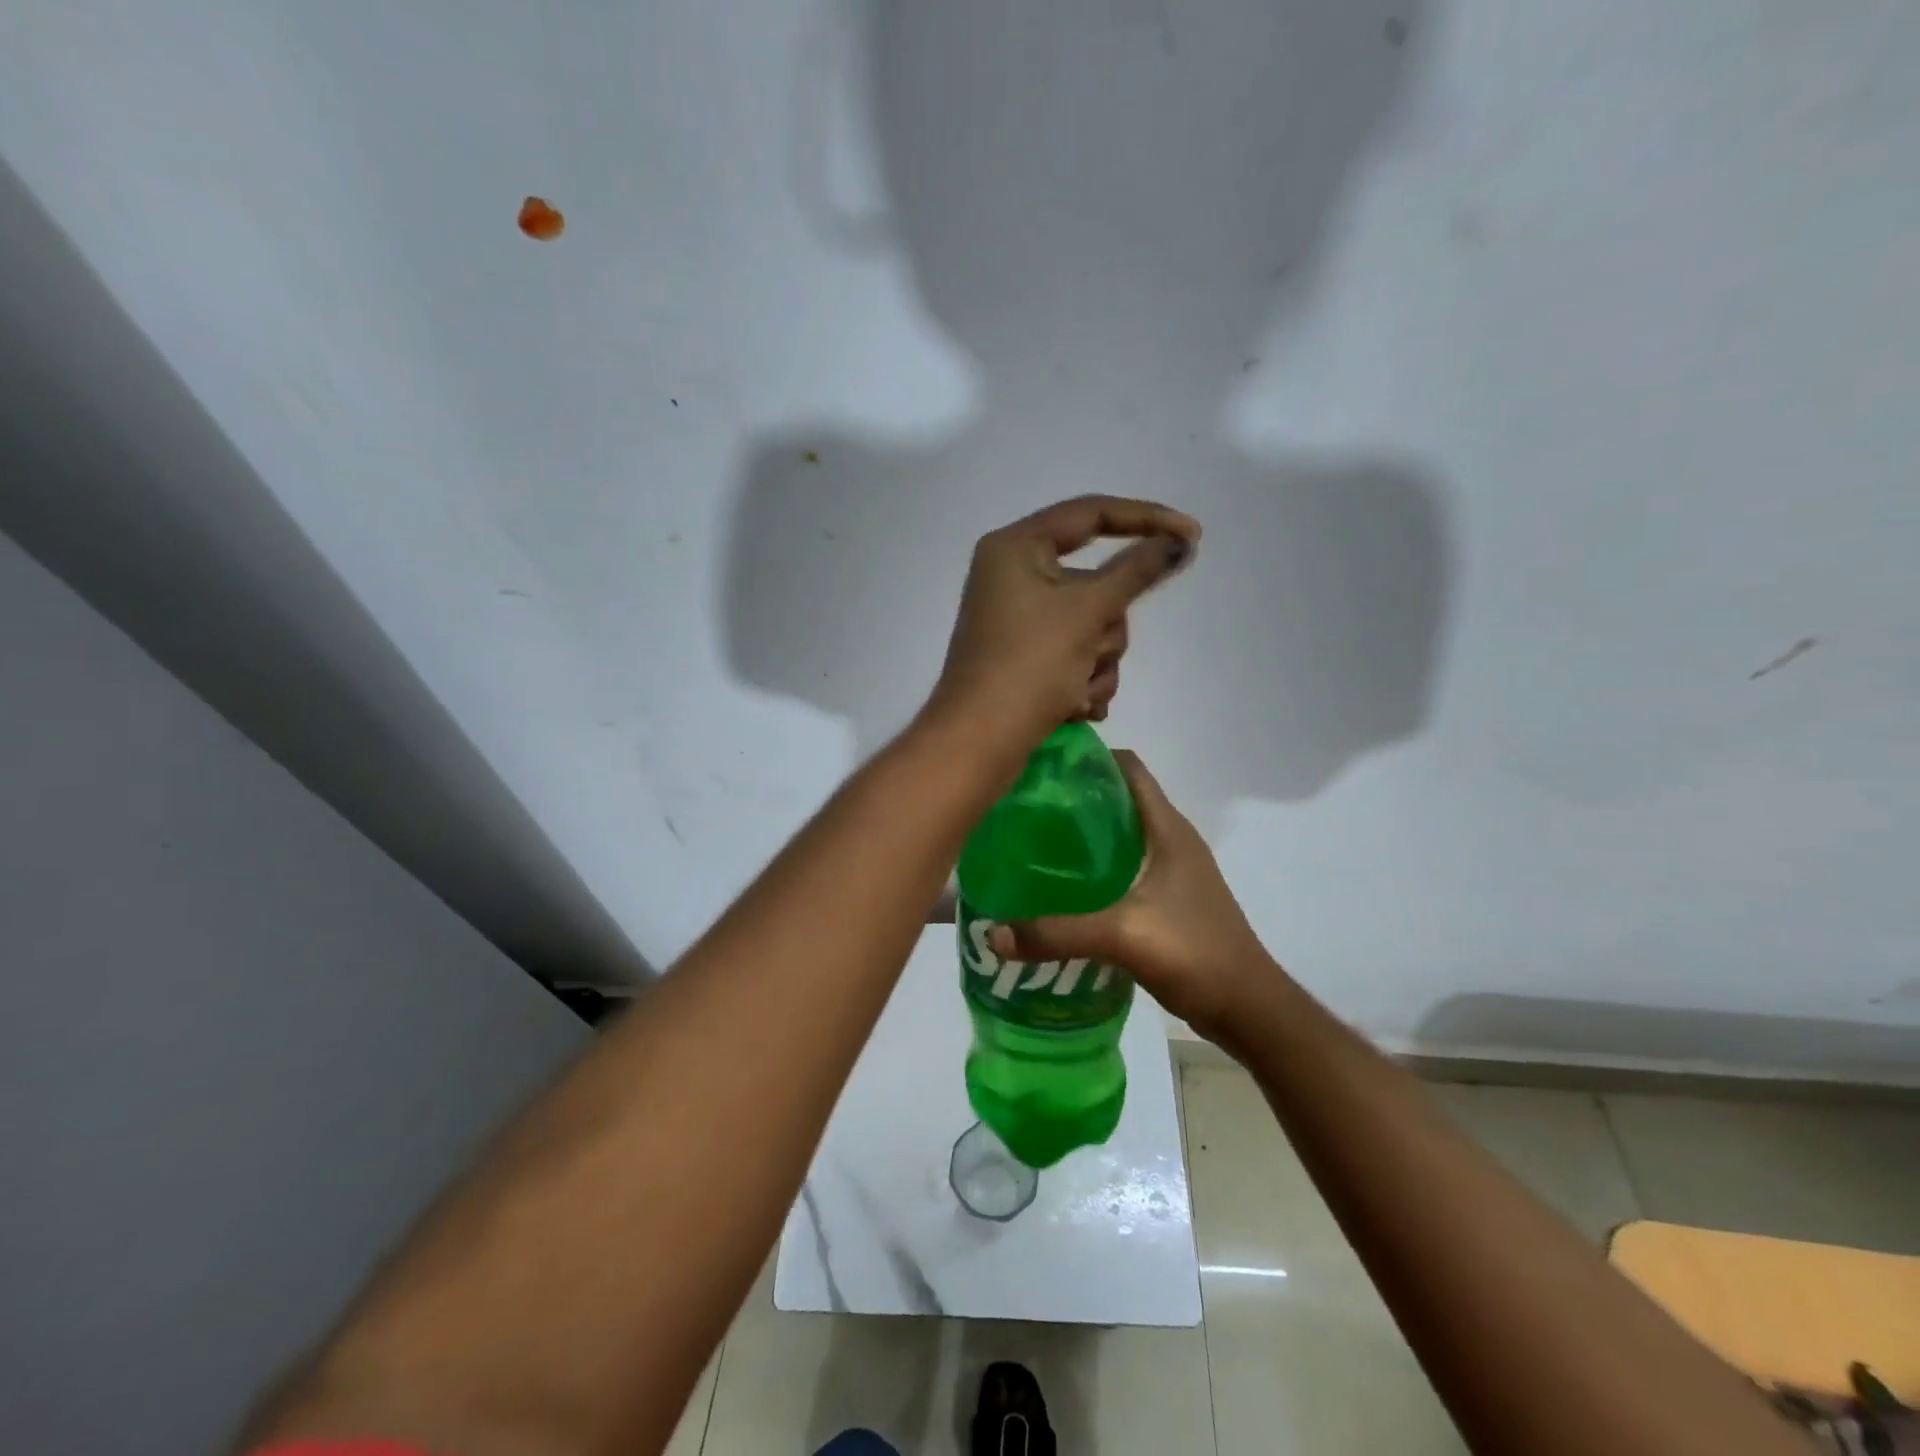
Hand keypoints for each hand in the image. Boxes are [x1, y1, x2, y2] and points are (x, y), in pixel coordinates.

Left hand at [927, 496, 1198, 750]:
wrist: (979, 741)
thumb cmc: (1029, 665)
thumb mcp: (1087, 612)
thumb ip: (1137, 572)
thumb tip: (1178, 542)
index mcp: (1016, 547)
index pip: (1092, 514)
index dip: (1146, 519)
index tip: (1192, 536)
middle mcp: (1014, 575)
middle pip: (1097, 583)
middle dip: (1105, 628)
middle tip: (1088, 653)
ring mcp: (1018, 619)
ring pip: (1092, 626)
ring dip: (1096, 663)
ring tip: (1075, 691)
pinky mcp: (1025, 656)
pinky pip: (1074, 654)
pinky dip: (1082, 681)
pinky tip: (1072, 707)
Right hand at [987, 751, 1269, 1044]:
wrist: (1249, 1009)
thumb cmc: (1195, 952)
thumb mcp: (1122, 936)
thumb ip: (1057, 932)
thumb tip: (993, 933)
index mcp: (1167, 829)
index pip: (1128, 769)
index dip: (1089, 758)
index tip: (1042, 763)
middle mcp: (1172, 841)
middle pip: (1119, 800)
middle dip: (1075, 798)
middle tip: (1024, 807)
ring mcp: (1173, 872)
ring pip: (1121, 837)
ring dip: (1084, 836)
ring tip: (1034, 844)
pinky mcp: (1169, 901)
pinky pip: (1124, 870)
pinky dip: (1095, 870)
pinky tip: (1062, 889)